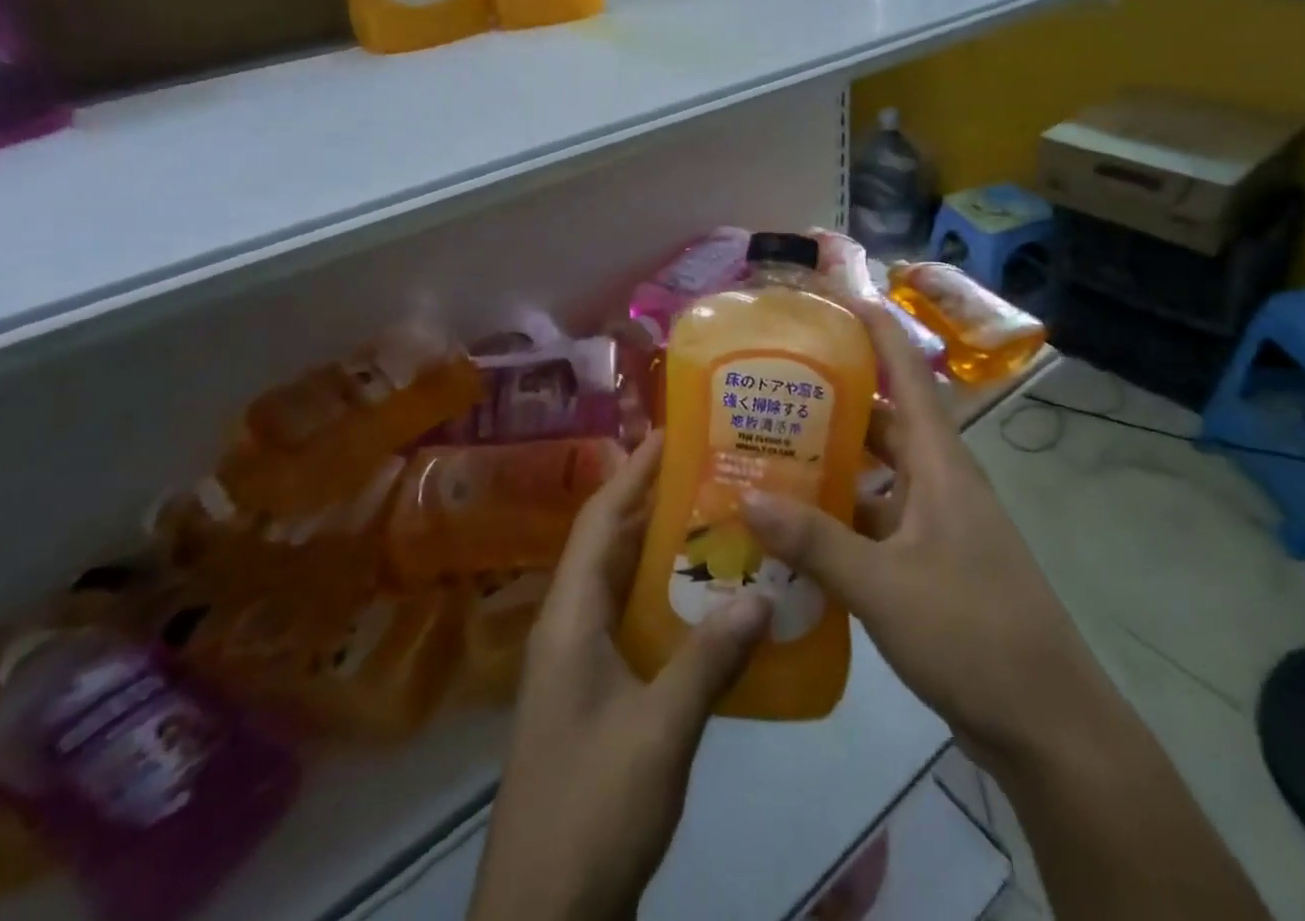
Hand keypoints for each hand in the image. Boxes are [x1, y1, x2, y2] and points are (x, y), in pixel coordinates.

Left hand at [468, 433, 771, 920]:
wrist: (541, 919)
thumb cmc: (591, 807)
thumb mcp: (659, 730)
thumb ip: (710, 658)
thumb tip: (763, 593)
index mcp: (570, 616)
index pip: (601, 518)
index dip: (634, 471)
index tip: (671, 432)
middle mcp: (569, 626)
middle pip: (612, 543)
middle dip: (656, 502)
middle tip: (714, 471)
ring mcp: (580, 662)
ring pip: (624, 584)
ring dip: (665, 551)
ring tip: (721, 522)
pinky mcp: (596, 694)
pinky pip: (633, 624)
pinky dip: (667, 601)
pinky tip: (711, 605)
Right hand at [743, 305, 1271, 919]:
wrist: (1048, 725)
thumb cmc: (974, 633)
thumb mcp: (885, 586)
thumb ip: (816, 541)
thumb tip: (747, 499)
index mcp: (939, 463)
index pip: (908, 373)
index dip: (876, 328)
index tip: (834, 297)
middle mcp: (938, 480)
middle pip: (882, 420)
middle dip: (832, 398)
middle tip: (770, 386)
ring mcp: (935, 523)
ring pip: (875, 473)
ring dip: (830, 463)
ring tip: (767, 453)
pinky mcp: (929, 562)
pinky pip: (875, 520)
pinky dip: (838, 517)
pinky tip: (793, 529)